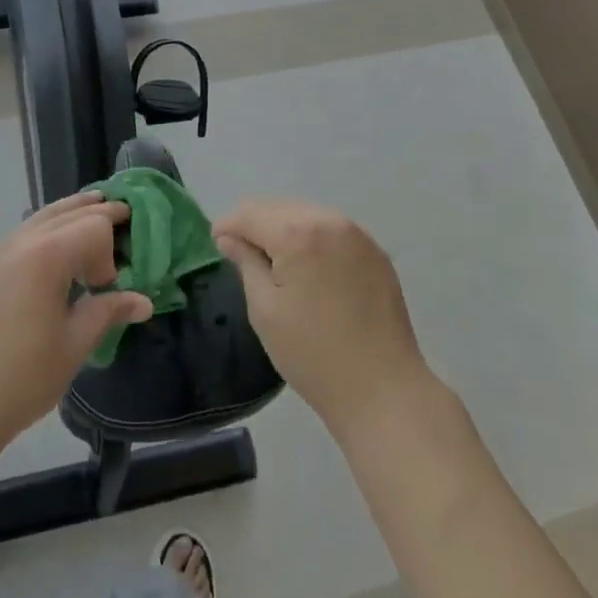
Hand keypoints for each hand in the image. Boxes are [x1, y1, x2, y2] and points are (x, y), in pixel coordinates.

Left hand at [0, 193, 152, 448]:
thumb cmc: (21, 377)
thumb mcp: (74, 345)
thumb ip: (108, 312)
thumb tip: (143, 302)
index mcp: (48, 256)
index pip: (94, 226)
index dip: (111, 251)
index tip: (109, 287)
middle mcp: (23, 242)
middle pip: (69, 212)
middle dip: (99, 213)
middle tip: (125, 214)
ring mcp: (0, 252)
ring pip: (43, 215)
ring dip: (72, 211)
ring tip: (95, 207)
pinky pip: (26, 230)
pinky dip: (49, 224)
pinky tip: (56, 242)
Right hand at [215, 200, 431, 441]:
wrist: (382, 390)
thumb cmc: (312, 353)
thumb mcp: (265, 309)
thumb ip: (246, 263)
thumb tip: (230, 238)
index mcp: (298, 233)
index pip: (251, 214)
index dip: (228, 225)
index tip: (215, 243)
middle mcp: (330, 221)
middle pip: (280, 208)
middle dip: (256, 225)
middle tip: (241, 254)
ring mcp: (358, 235)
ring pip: (307, 215)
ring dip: (285, 230)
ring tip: (274, 262)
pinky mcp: (376, 253)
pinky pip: (333, 231)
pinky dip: (313, 239)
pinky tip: (309, 269)